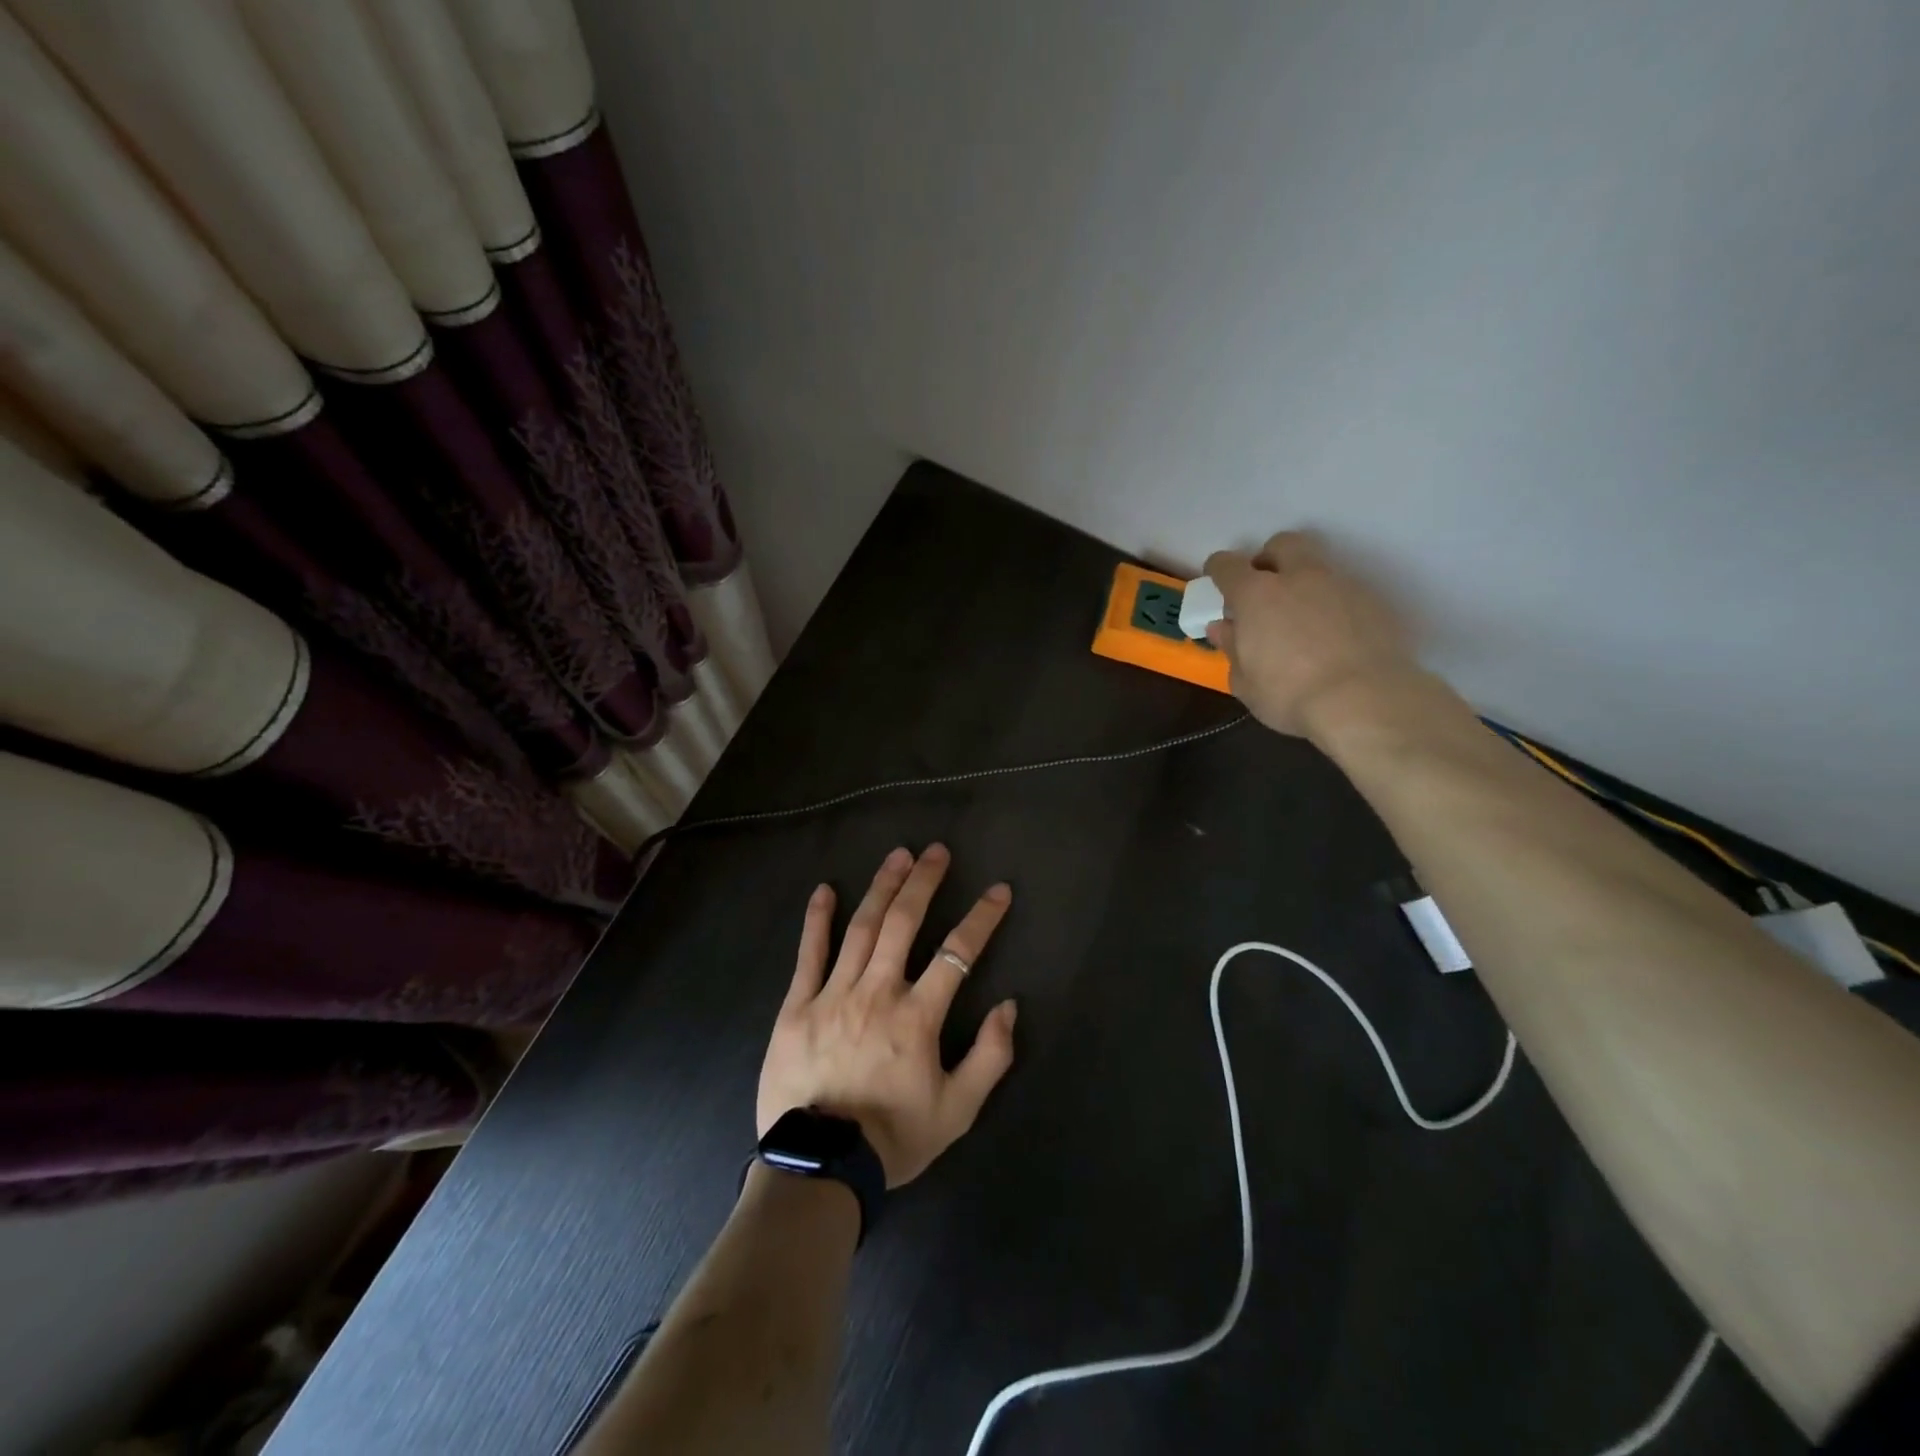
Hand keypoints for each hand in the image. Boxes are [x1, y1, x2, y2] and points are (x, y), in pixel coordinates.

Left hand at [756, 845, 1018, 1187]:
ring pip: (861, 929)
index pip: (957, 954)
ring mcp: (833, 995)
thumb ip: (989, 1058)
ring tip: (897, 856)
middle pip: (904, 924)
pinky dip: (817, 920)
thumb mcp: (957, 1111)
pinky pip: (808, 955)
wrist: (820, 1169)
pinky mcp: (797, 1007)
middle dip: (924, 883)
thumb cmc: (893, 1139)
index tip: (998, 891)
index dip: (981, 919)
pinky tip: (825, 890)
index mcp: (917, 1017)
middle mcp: (877, 993)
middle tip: (936, 851)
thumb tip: (1008, 1006)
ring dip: (881, 888)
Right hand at [1204, 531, 1416, 737]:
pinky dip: (1332, 604)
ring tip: (1301, 617)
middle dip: (1268, 558)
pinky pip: (1344, 591)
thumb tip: (1223, 628)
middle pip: (1281, 544)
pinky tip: (1333, 635)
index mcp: (1256, 594)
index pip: (1228, 565)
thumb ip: (1232, 648)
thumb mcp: (1245, 681)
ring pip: (1317, 566)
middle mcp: (1299, 577)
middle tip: (1264, 588)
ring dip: (1303, 582)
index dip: (1218, 569)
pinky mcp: (1373, 600)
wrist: (1365, 701)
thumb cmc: (1289, 695)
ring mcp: (1340, 584)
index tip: (1216, 579)